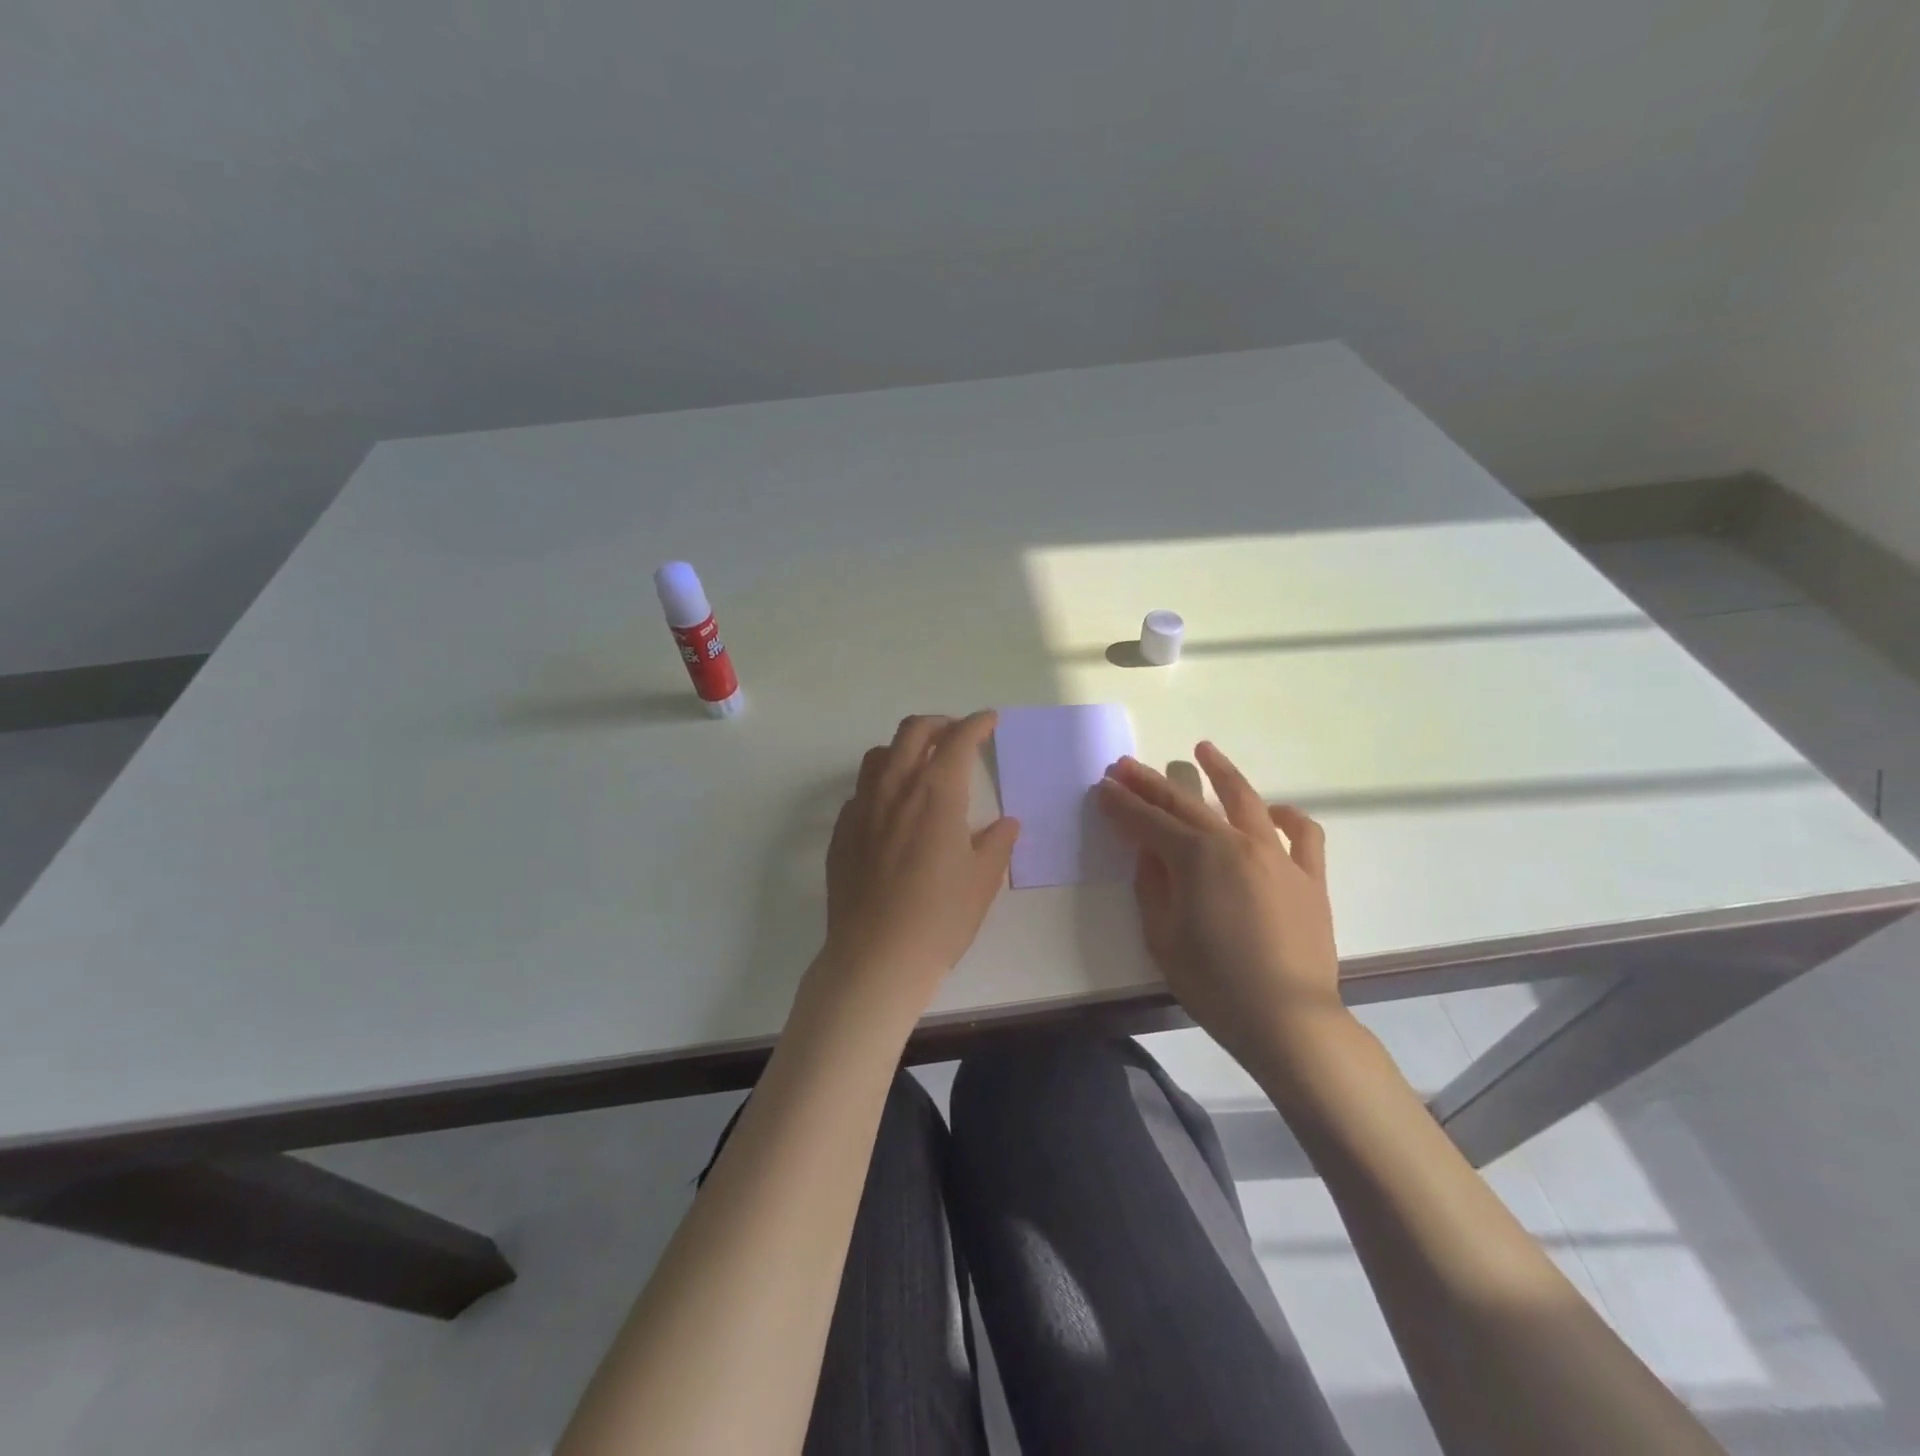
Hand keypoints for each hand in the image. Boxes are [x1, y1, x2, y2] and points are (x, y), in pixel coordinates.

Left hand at [815, 711, 1020, 1022]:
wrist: (877, 957)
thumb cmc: (940, 917)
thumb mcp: (983, 880)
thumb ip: (997, 843)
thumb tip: (1006, 823)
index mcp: (936, 793)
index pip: (958, 739)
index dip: (977, 724)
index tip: (990, 721)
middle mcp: (895, 788)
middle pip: (913, 732)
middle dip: (939, 724)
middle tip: (957, 734)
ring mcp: (862, 808)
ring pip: (879, 755)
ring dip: (904, 748)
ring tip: (921, 765)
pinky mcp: (841, 832)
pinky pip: (861, 791)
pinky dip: (881, 785)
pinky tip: (892, 810)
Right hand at [1096, 742, 1342, 1061]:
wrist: (1287, 1018)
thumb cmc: (1214, 983)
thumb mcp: (1162, 936)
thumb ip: (1152, 885)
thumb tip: (1149, 852)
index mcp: (1195, 857)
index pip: (1147, 822)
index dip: (1121, 804)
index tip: (1103, 786)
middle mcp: (1235, 843)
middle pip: (1186, 803)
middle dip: (1151, 782)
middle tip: (1126, 765)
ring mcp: (1277, 855)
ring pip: (1246, 801)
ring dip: (1220, 772)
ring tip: (1202, 750)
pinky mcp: (1309, 876)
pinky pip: (1302, 833)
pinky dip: (1286, 816)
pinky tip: (1273, 811)